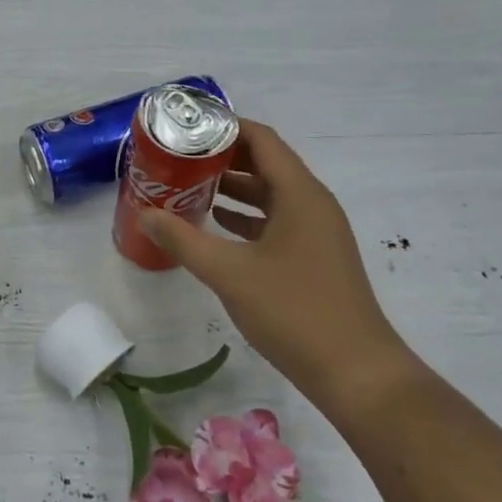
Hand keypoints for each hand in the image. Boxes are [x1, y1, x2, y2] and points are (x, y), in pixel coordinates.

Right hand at [140, 120, 418, 419]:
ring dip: (233, 188)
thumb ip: (183, 240)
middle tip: (179, 158)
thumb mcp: (229, 273)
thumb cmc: (294, 311)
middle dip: (223, 158)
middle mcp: (312, 204)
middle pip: (266, 163)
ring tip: (188, 187)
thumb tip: (145, 214)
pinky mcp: (315, 257)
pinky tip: (216, 226)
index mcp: (300, 194)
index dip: (225, 128)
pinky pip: (277, 221)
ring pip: (271, 194)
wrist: (356, 373)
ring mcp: (317, 232)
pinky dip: (246, 217)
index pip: (262, 139)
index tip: (186, 129)